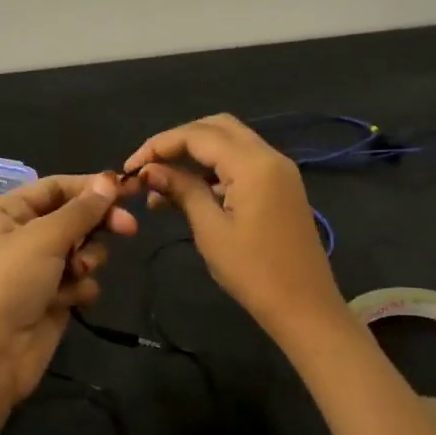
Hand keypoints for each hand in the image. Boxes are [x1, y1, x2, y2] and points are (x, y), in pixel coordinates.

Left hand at [0, 172, 139, 405]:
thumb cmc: (9, 283)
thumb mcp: (44, 238)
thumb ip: (81, 210)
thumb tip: (110, 180)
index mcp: (6, 212)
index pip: (55, 187)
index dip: (90, 186)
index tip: (127, 190)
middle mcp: (20, 236)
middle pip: (72, 217)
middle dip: (98, 224)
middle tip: (129, 228)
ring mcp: (36, 270)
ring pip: (81, 249)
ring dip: (88, 258)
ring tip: (79, 272)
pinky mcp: (51, 299)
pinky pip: (79, 281)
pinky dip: (81, 287)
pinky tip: (72, 299)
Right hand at [122, 114, 346, 344]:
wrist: (304, 306)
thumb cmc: (253, 272)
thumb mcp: (211, 230)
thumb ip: (182, 191)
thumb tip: (149, 170)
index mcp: (253, 164)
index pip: (198, 135)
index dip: (160, 144)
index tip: (131, 166)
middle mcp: (269, 156)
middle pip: (217, 128)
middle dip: (178, 141)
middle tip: (148, 166)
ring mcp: (279, 171)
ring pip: (230, 143)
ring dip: (195, 156)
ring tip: (159, 186)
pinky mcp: (281, 187)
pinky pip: (243, 164)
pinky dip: (214, 170)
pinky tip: (188, 194)